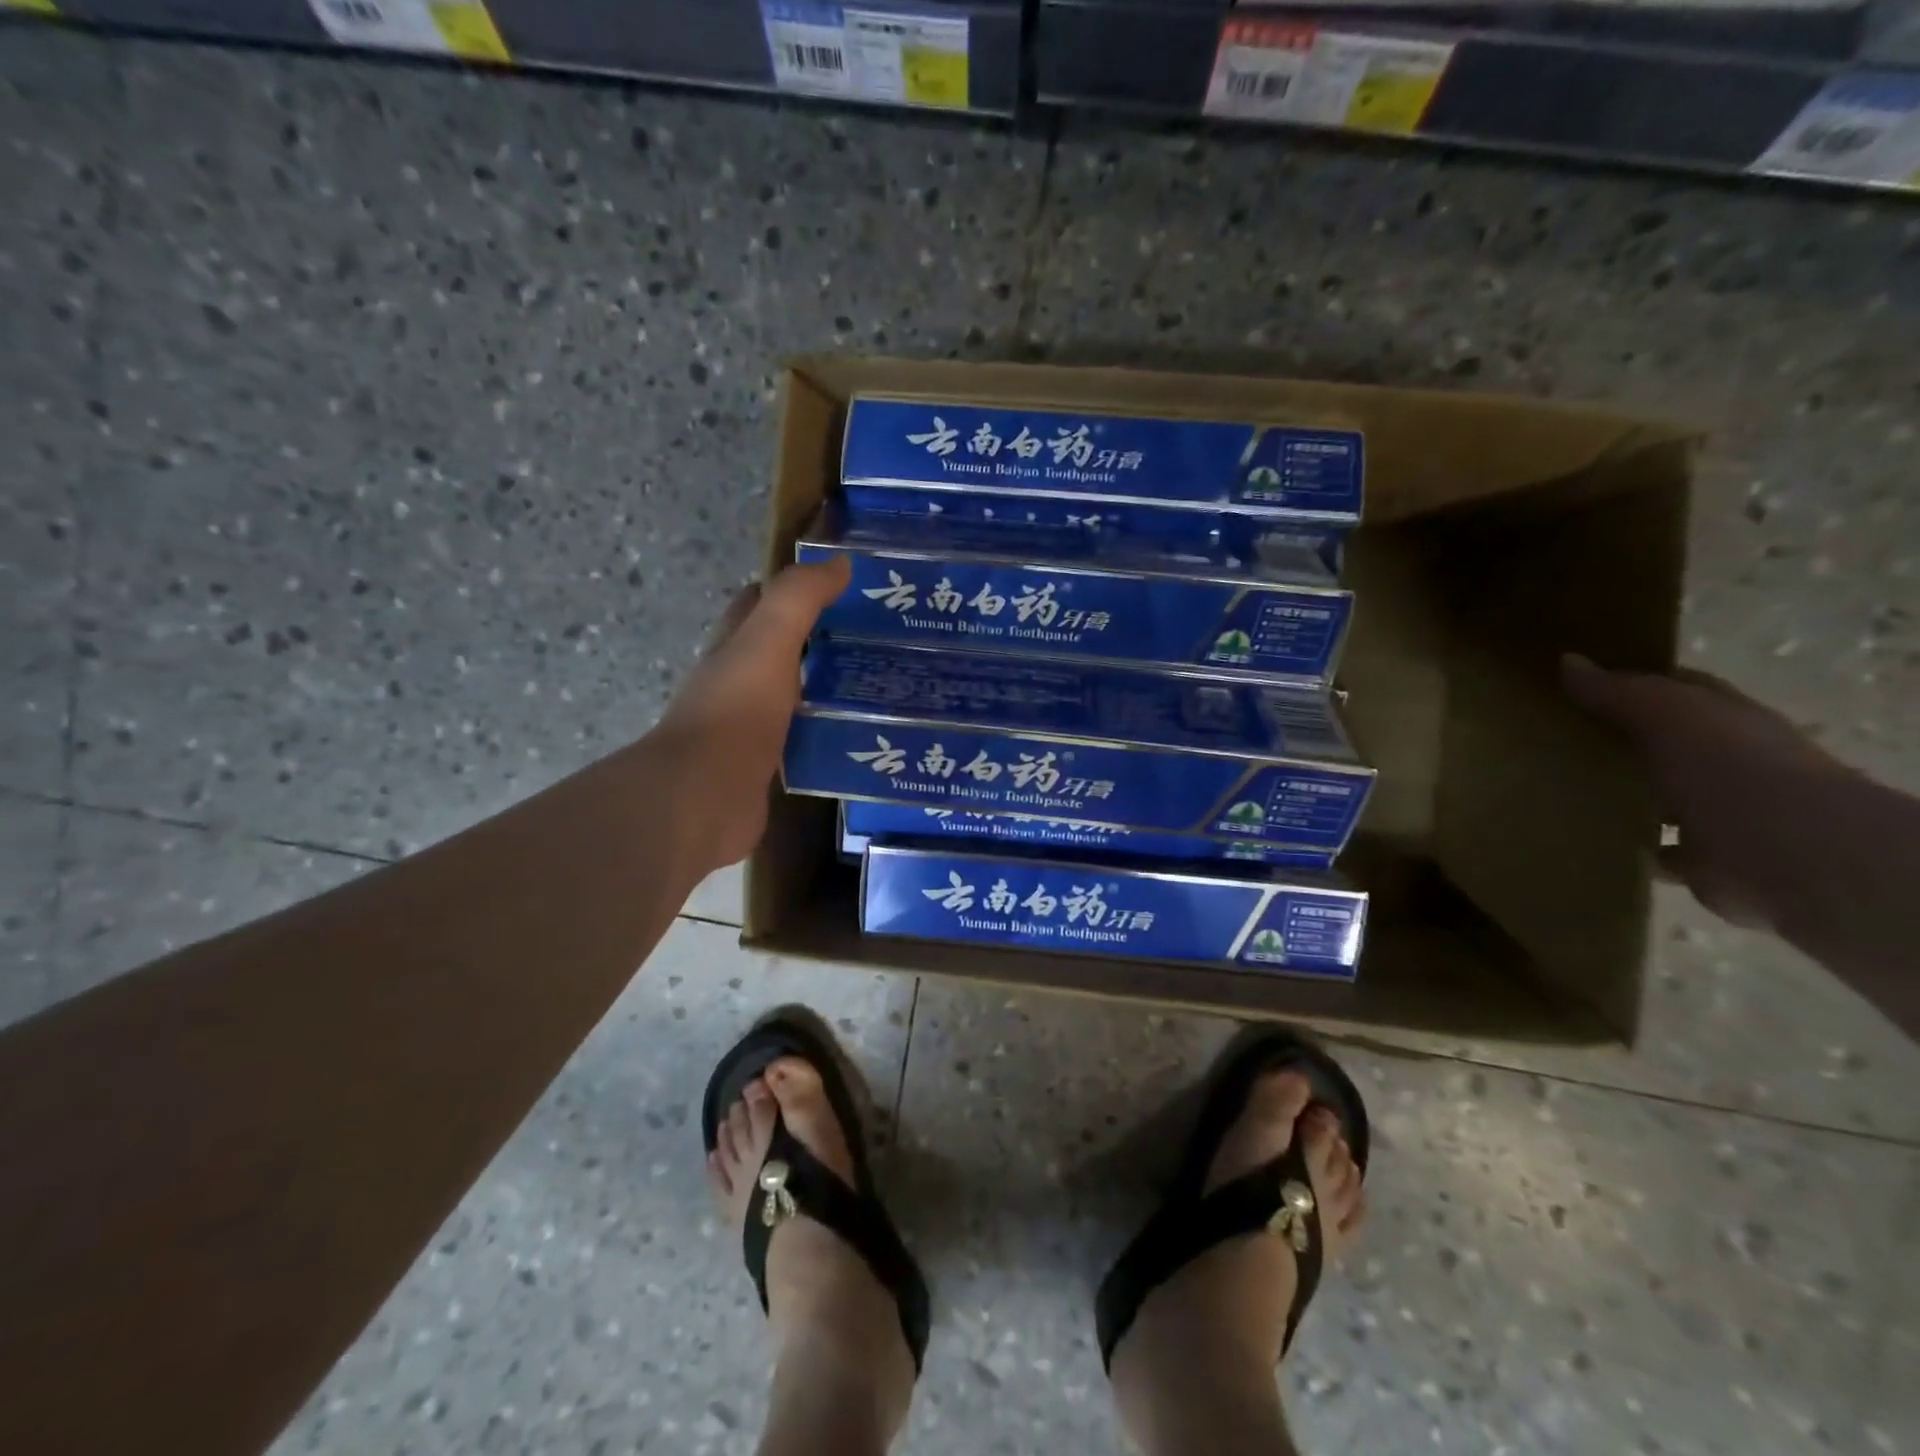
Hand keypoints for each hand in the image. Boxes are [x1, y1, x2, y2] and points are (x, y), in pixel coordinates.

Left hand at [651, 556, 850, 870]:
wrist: (706, 798)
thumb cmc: (736, 711)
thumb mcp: (768, 641)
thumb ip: (799, 599)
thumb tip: (839, 561)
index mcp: (734, 647)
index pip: (759, 602)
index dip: (794, 587)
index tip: (842, 584)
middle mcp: (738, 682)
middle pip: (779, 649)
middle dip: (819, 639)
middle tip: (875, 638)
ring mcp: (750, 727)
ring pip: (794, 696)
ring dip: (827, 688)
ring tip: (881, 685)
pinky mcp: (766, 766)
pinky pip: (802, 739)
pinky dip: (827, 732)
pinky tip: (862, 734)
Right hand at [1560, 653, 1849, 926]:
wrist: (1787, 852)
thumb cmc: (1728, 765)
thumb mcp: (1665, 712)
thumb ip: (1616, 690)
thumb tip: (1567, 661)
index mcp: (1723, 717)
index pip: (1673, 689)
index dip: (1626, 685)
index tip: (1569, 687)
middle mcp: (1725, 759)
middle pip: (1659, 742)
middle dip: (1612, 741)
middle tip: (1544, 739)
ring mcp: (1717, 809)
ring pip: (1655, 794)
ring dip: (1618, 795)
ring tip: (1553, 789)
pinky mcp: (1702, 856)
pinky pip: (1653, 846)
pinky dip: (1629, 843)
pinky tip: (1587, 836)